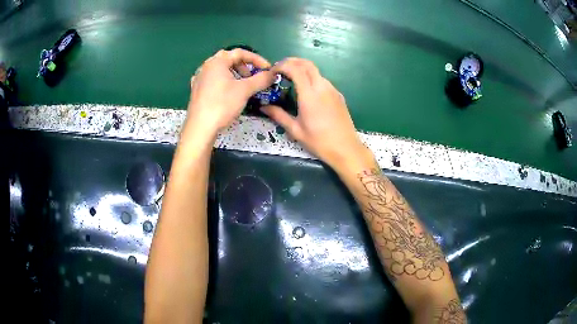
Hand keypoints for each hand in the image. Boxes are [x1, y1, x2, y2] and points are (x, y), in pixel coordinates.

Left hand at [185, 49, 274, 136]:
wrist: (200, 127)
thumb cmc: (222, 104)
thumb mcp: (245, 90)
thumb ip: (261, 79)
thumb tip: (273, 74)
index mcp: (217, 62)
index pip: (240, 53)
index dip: (257, 59)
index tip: (267, 69)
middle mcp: (206, 66)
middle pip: (229, 59)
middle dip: (244, 66)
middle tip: (253, 76)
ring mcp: (199, 78)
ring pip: (220, 70)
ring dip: (234, 73)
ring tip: (242, 86)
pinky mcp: (196, 90)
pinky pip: (213, 79)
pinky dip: (223, 81)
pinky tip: (227, 92)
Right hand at [261, 58, 372, 169]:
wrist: (346, 148)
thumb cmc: (319, 141)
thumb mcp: (295, 130)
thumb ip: (278, 115)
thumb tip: (263, 107)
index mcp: (310, 95)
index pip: (295, 69)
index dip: (282, 66)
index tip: (273, 71)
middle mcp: (322, 87)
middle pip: (307, 64)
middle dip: (292, 61)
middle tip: (280, 68)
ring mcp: (332, 90)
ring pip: (316, 71)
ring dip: (303, 69)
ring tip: (291, 78)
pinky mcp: (338, 95)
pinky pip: (323, 80)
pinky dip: (312, 78)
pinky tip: (307, 90)